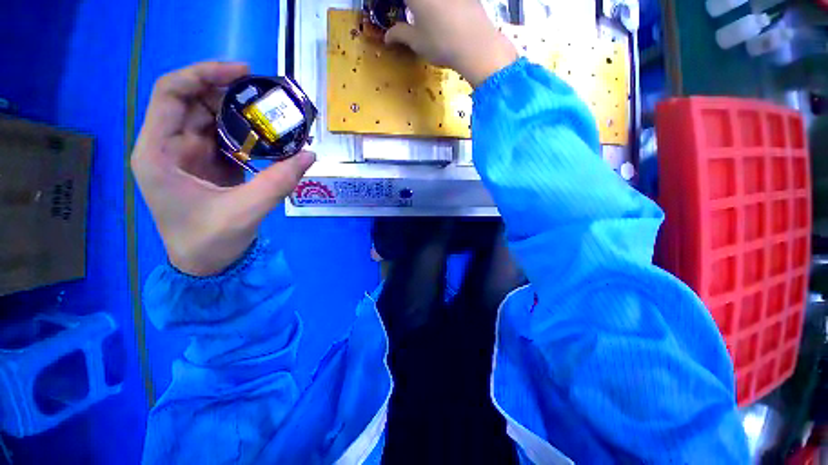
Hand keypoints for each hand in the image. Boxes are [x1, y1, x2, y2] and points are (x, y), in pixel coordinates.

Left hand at [131, 62, 315, 276]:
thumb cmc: (209, 241)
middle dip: (228, 93)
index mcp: (158, 153)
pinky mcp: (206, 165)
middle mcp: (167, 147)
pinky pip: (224, 139)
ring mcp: (187, 156)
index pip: (171, 94)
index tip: (243, 73)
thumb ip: (280, 181)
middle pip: (193, 102)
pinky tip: (268, 138)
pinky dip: (246, 135)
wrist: (205, 266)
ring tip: (273, 115)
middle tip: (267, 96)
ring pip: (210, 119)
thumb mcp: (246, 211)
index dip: (204, 74)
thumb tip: (310, 154)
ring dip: (240, 114)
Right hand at [384, 0, 517, 86]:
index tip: (387, 7)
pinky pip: (449, 1)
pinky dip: (442, 6)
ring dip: (426, 7)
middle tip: (409, 12)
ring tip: (425, 15)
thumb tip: (387, 37)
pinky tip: (444, 14)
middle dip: (411, 6)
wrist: (476, 44)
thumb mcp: (417, 42)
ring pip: (432, 0)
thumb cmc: (441, 43)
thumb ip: (400, 34)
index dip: (393, 3)